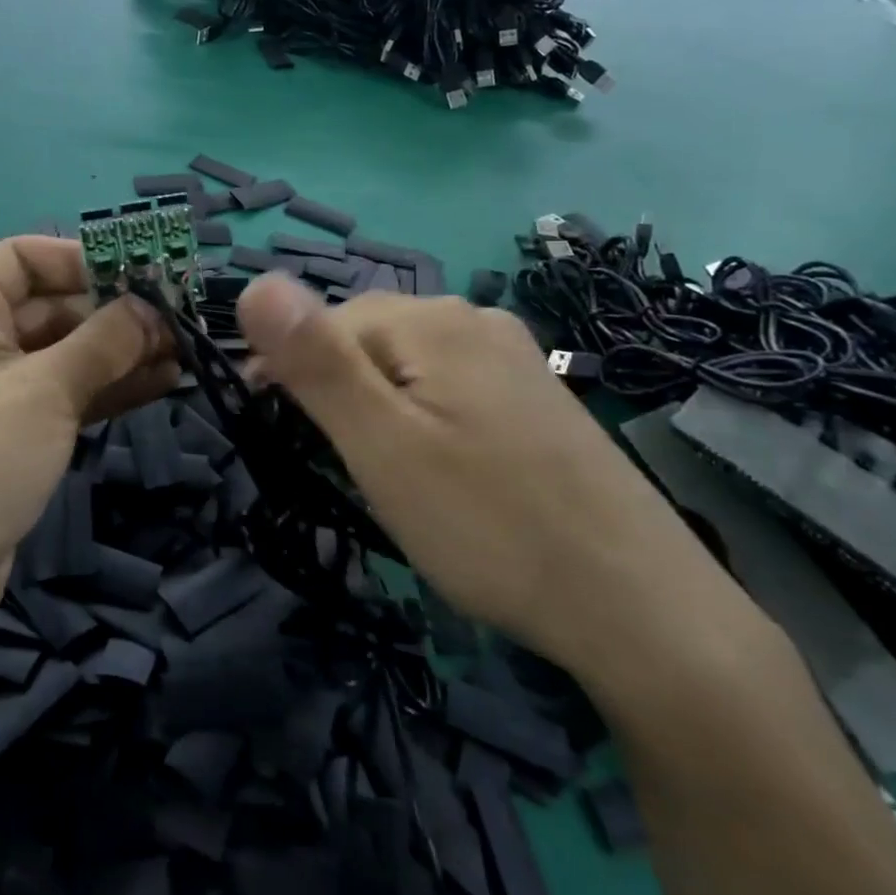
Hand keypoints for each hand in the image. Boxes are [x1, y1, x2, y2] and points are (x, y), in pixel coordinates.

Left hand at [0, 236, 178, 628]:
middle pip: (52, 303)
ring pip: (65, 350)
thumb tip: (152, 306)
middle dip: (116, 312)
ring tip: (184, 352)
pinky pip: (64, 389)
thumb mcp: (45, 391)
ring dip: (121, 351)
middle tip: (180, 320)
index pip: (26, 256)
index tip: (146, 274)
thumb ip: (104, 340)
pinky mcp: (10, 424)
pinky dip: (107, 386)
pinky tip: (162, 383)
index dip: (87, 260)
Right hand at [235, 274, 717, 673]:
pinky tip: (443, 468)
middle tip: (341, 468)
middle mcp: (473, 320)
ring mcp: (513, 357)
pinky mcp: (535, 396)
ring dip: (377, 406)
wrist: (642, 611)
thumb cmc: (489, 527)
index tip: (279, 441)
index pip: (322, 324)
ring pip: (407, 364)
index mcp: (430, 321)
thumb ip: (315, 362)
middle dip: (335, 392)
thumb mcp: (381, 446)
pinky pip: (449, 386)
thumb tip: (253, 282)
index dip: (287, 377)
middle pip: (366, 338)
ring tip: (386, 474)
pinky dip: (423, 417)